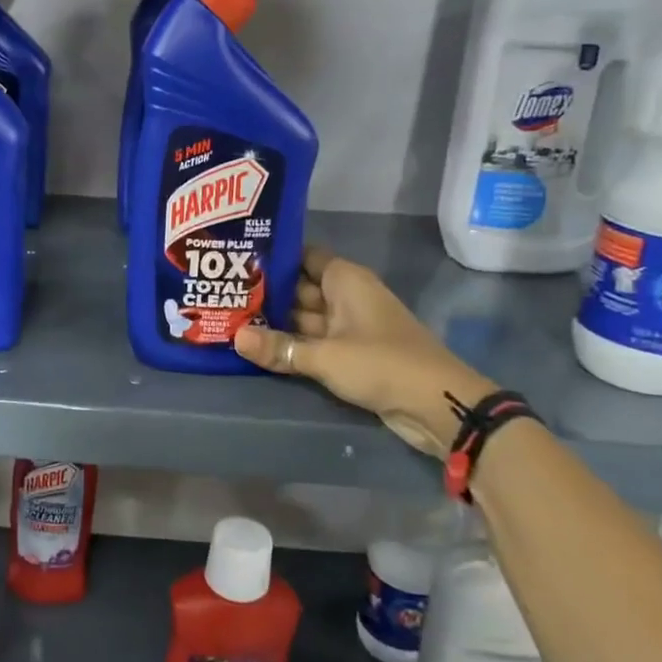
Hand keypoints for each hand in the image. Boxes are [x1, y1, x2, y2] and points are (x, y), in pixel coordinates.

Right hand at [233, 246, 496, 456]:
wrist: (437, 405)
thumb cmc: (381, 363)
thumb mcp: (325, 356)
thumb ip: (279, 348)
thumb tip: (235, 337)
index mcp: (346, 280)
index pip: (304, 256)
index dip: (274, 257)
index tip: (238, 259)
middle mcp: (347, 297)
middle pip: (300, 289)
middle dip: (267, 293)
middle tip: (223, 294)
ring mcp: (350, 327)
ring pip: (305, 319)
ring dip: (275, 323)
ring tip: (232, 320)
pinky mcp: (352, 355)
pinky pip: (314, 343)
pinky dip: (292, 345)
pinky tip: (259, 347)